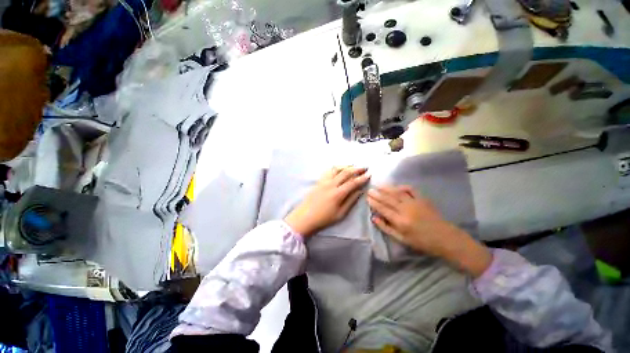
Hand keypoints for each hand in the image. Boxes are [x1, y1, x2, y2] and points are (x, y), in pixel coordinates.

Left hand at [285, 167, 370, 236]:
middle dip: (357, 169)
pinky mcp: (318, 181)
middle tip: (365, 167)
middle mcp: (331, 184)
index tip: (369, 174)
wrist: (305, 216)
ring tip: (353, 166)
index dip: (362, 178)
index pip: (353, 182)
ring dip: (346, 166)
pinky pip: (328, 171)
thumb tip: (360, 191)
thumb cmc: (324, 218)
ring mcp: (323, 181)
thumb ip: (351, 201)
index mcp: (338, 193)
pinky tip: (340, 169)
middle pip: (346, 172)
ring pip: (337, 169)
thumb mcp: (340, 213)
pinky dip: (336, 168)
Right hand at [367, 186, 491, 276]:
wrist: (445, 238)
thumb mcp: (402, 239)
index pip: (383, 209)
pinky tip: (396, 187)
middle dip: (377, 194)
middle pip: (388, 199)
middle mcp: (406, 210)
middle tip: (369, 190)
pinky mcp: (422, 199)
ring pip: (397, 193)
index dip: (374, 203)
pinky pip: (411, 190)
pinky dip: (402, 187)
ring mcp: (415, 203)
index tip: (367, 198)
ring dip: (386, 188)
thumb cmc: (421, 242)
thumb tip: (374, 218)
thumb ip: (386, 228)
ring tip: (378, 185)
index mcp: (400, 221)